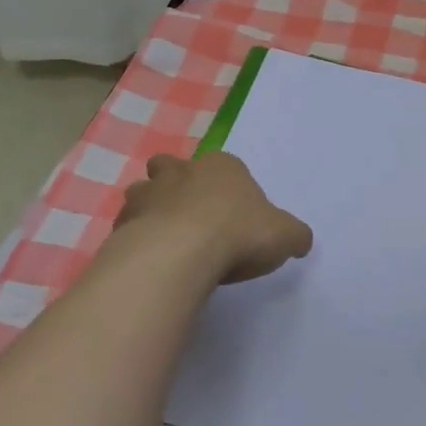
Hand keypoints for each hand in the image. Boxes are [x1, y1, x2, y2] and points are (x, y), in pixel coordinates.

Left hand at [116, 152, 312, 283]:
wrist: (181, 253)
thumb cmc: (239, 233)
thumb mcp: (285, 235)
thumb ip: (294, 235)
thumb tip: (301, 241)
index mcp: (224, 166)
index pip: (225, 166)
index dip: (227, 186)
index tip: (232, 213)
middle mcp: (182, 171)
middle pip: (172, 167)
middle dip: (176, 183)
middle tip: (189, 215)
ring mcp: (148, 194)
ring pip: (143, 192)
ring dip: (150, 208)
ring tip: (164, 239)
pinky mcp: (124, 222)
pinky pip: (127, 225)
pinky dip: (135, 238)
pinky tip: (148, 260)